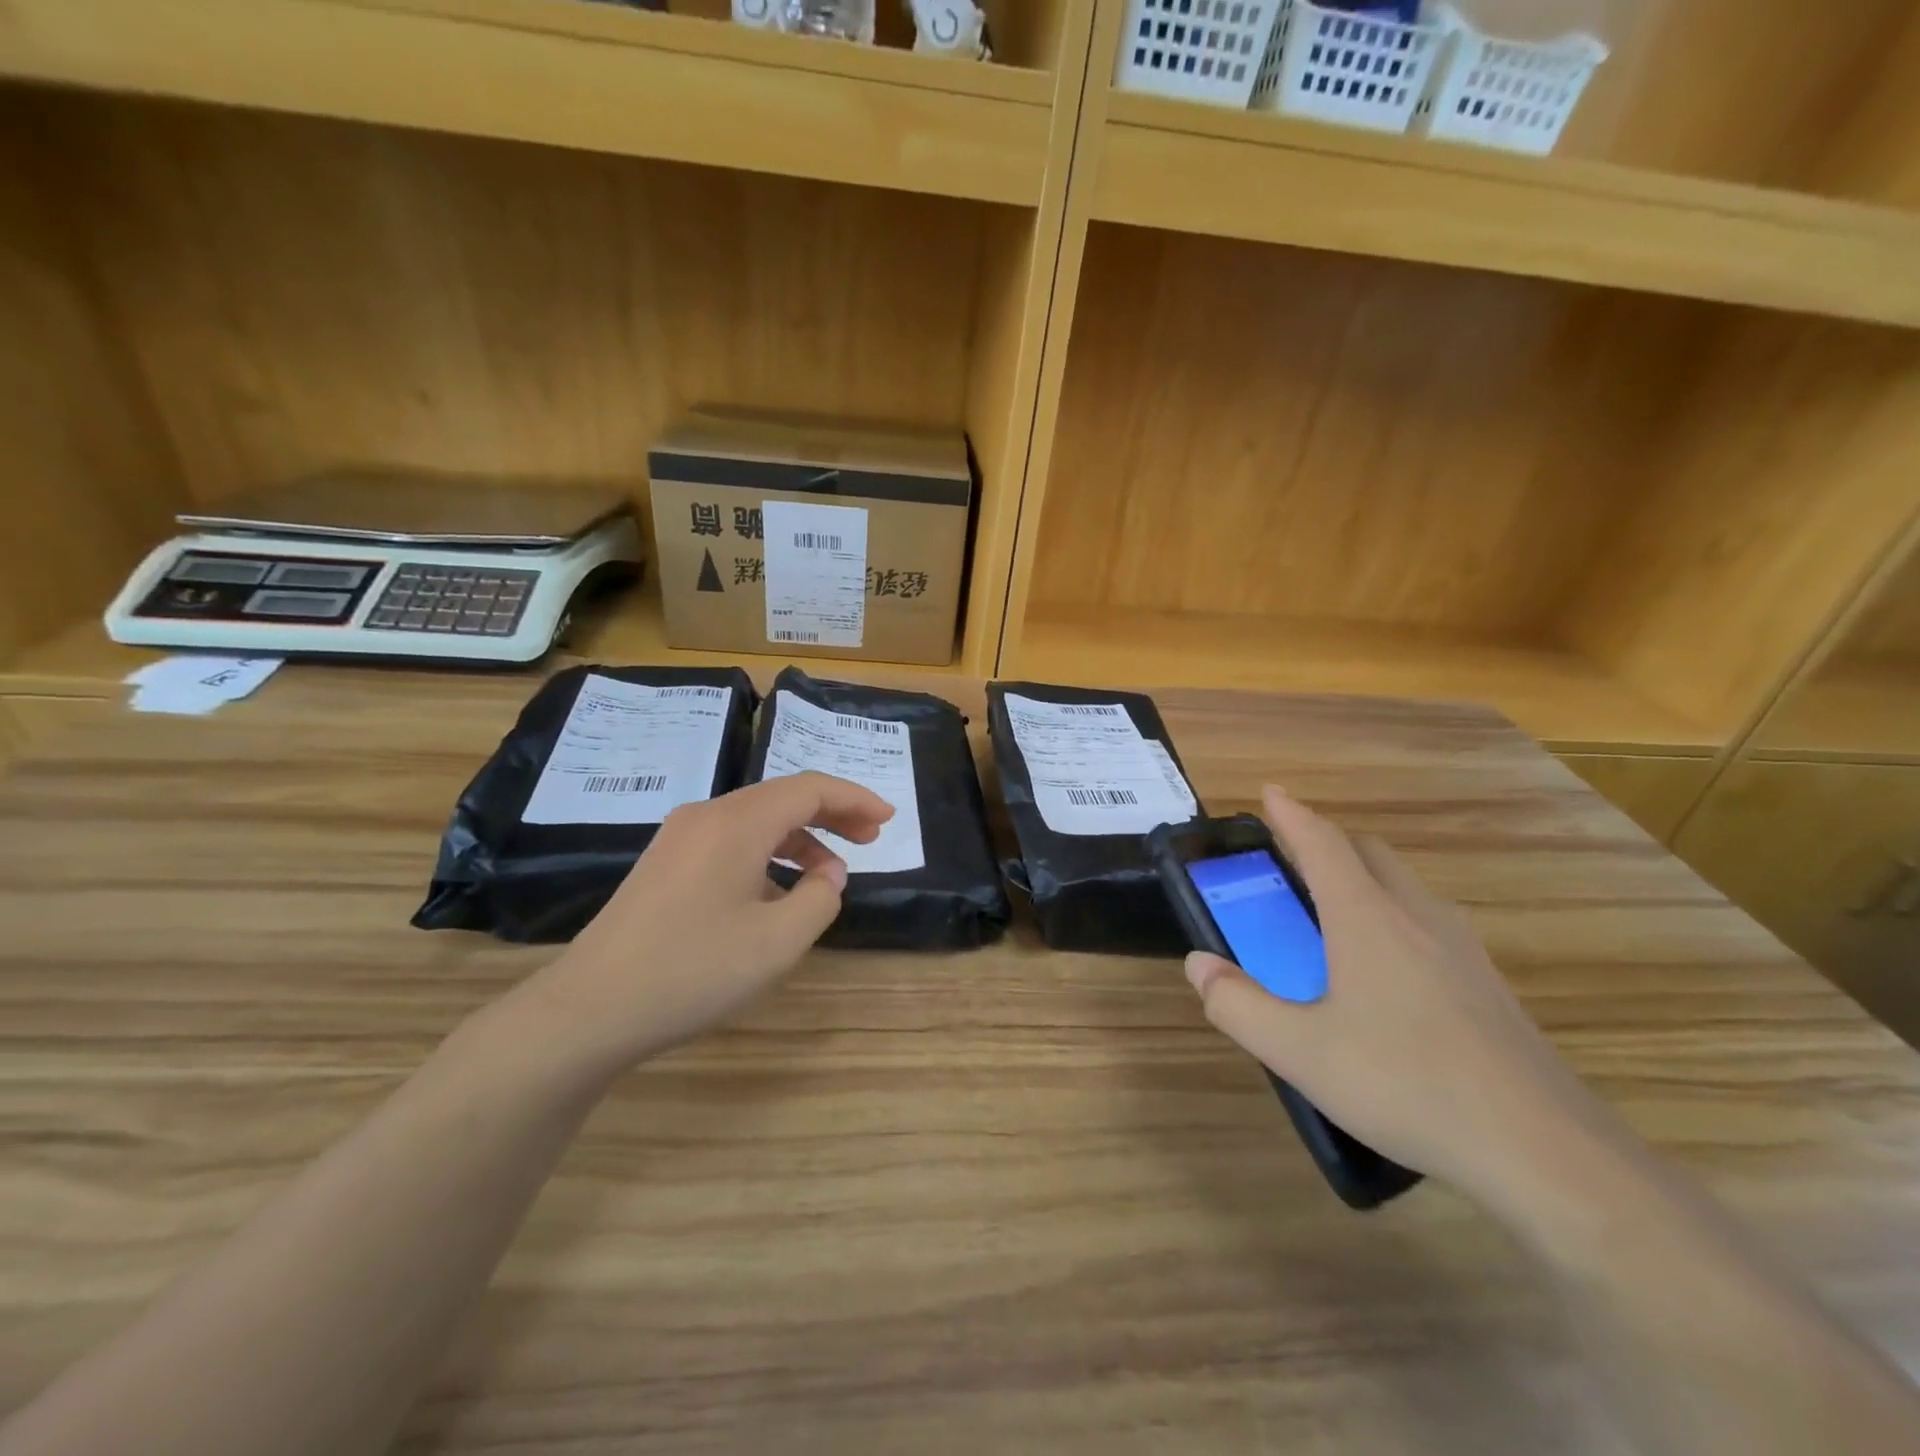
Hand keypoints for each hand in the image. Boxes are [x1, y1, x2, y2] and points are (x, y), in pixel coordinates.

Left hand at [523, 772, 893, 1071]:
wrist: (589, 1010)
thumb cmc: (693, 970)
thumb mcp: (778, 942)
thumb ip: (820, 898)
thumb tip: (828, 873)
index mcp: (737, 823)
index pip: (809, 789)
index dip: (854, 799)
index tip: (888, 819)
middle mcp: (707, 816)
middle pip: (782, 798)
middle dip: (832, 814)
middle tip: (871, 837)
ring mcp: (679, 839)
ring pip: (756, 821)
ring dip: (800, 838)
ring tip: (830, 872)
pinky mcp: (664, 865)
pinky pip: (730, 843)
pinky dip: (767, 855)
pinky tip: (777, 893)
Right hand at [1184, 786, 1606, 1201]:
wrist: (1544, 1151)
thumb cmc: (1406, 1084)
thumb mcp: (1299, 1051)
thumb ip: (1238, 1004)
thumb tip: (1199, 965)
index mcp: (1367, 918)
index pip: (1322, 844)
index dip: (1292, 815)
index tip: (1271, 792)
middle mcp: (1416, 917)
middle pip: (1370, 853)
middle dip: (1329, 841)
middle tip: (1293, 858)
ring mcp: (1461, 949)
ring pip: (1405, 886)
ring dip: (1365, 877)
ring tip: (1334, 911)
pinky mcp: (1488, 985)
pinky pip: (1429, 922)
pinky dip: (1395, 914)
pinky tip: (1386, 970)